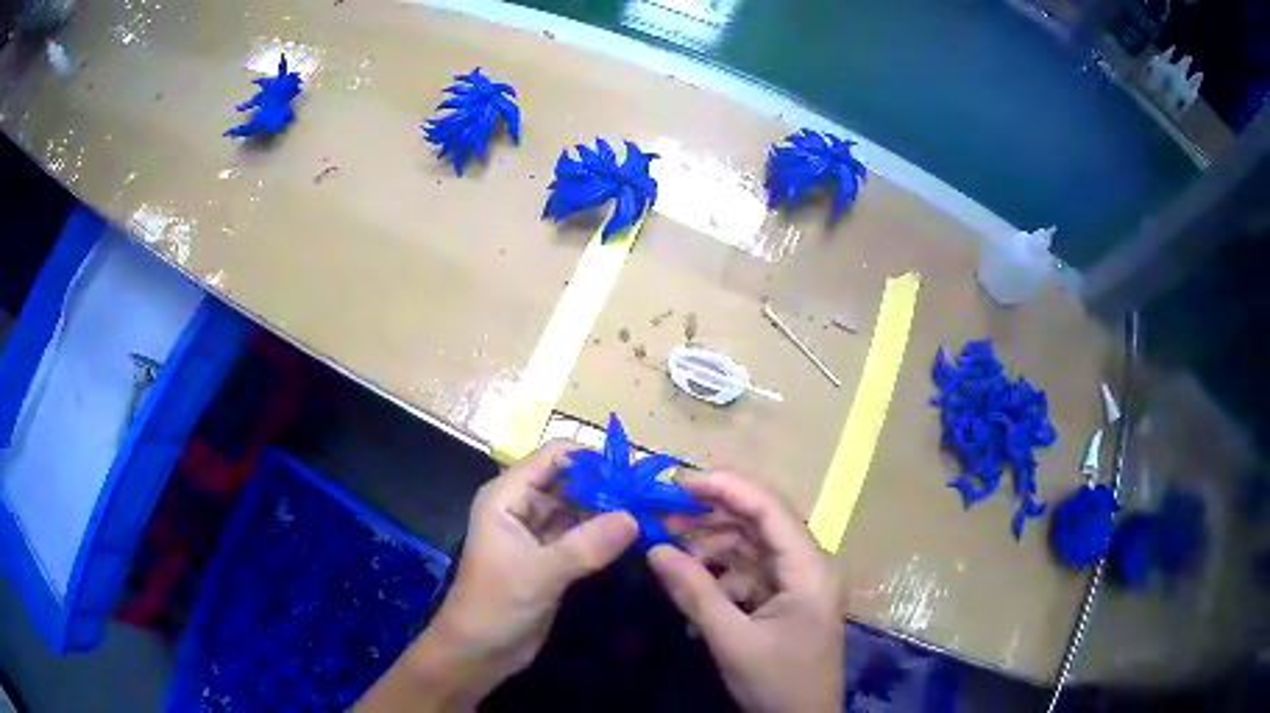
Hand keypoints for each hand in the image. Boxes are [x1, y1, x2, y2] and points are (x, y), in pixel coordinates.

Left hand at [356, 442, 637, 711]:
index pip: (553, 457)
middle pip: (569, 481)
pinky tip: (635, 536)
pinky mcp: (551, 558)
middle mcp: (522, 507)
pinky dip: (605, 535)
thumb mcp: (541, 572)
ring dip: (609, 511)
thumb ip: (587, 545)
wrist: (480, 651)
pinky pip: (582, 536)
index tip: (633, 473)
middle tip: (650, 496)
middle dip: (607, 486)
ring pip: (578, 509)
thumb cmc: (496, 603)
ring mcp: (537, 533)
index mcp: (507, 496)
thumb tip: (634, 518)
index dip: (592, 460)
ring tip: (650, 512)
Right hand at [648, 472, 843, 712]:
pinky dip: (722, 571)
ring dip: (713, 544)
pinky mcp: (787, 598)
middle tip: (662, 515)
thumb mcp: (732, 640)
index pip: (769, 508)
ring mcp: (800, 581)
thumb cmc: (777, 682)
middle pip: (760, 522)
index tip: (677, 482)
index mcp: (810, 568)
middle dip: (711, 516)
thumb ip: (695, 593)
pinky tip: (693, 582)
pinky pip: (752, 571)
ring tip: (670, 548)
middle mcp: (810, 564)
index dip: (725, 487)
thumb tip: (654, 549)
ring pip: (753, 546)